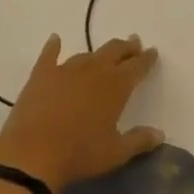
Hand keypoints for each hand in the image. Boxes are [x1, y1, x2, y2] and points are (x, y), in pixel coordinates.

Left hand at [0, 35, 162, 193]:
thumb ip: (139, 140)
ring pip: (87, 54)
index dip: (146, 58)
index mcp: (116, 85)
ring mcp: (66, 69)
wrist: (33, 154)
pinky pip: (50, 54)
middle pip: (115, 51)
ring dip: (98, 53)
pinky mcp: (42, 74)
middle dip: (127, 47)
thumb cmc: (80, 154)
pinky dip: (54, 46)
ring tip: (104, 54)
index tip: (152, 52)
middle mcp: (94, 70)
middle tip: (134, 44)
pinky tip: (55, 39)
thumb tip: (160, 134)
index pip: (137, 66)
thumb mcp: (115, 153)